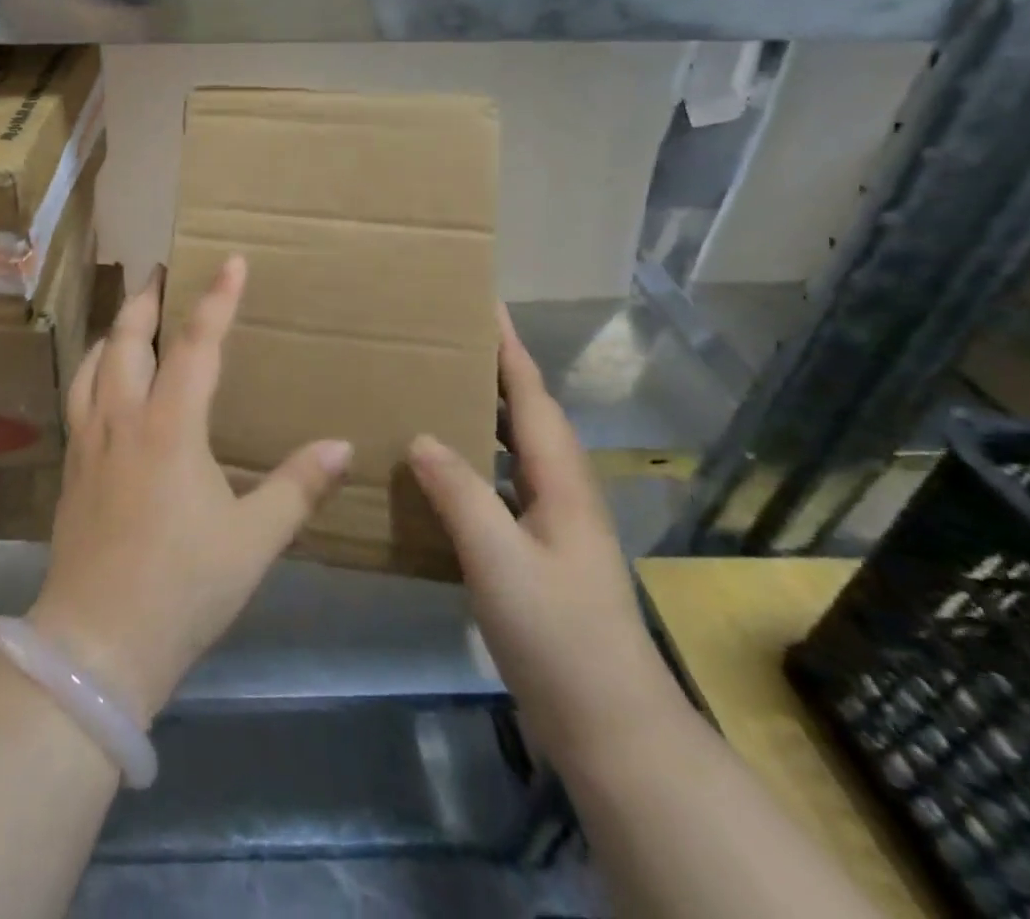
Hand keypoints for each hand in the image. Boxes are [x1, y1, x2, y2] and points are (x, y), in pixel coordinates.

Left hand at [28, 255, 352, 721]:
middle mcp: (123, 419)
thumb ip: (297, 488)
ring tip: (129, 316)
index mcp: (170, 428)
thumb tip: (340, 446)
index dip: (217, 300)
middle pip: (127, 339)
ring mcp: (89, 440)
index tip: (231, 261)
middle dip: (145, 300)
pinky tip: (101, 381)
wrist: (97, 641)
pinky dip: (92, 368)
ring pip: (93, 363)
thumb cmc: (183, 587)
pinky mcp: (72, 465)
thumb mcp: (253, 540)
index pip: (196, 345)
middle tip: (160, 272)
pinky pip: (78, 395)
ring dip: (113, 330)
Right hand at [406, 307, 685, 772]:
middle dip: (496, 369)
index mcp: (560, 481)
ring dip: (485, 410)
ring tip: (438, 387)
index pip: (531, 396)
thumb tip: (420, 437)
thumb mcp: (499, 561)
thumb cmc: (558, 635)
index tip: (485, 302)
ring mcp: (553, 523)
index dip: (508, 348)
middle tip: (449, 338)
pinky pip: (501, 482)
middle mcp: (562, 491)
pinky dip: (475, 457)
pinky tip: (441, 468)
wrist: (610, 726)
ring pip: (515, 448)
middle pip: (527, 413)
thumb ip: (460, 494)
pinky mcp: (539, 551)